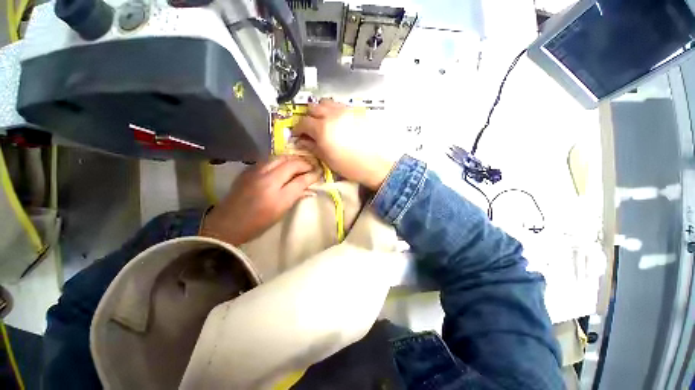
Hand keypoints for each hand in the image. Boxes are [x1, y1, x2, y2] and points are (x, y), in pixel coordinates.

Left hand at [200, 156, 320, 245]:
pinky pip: (269, 159)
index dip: (313, 175)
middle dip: (305, 163)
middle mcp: (268, 181)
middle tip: (312, 166)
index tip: (319, 173)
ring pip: (280, 157)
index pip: (301, 180)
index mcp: (278, 197)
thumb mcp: (281, 212)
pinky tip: (284, 164)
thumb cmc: (257, 224)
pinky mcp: (248, 170)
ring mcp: (256, 173)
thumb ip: (295, 197)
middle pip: (291, 164)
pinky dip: (280, 160)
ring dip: (293, 159)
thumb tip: (308, 188)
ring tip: (300, 163)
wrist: (228, 223)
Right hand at [292, 99, 396, 189]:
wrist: (374, 164)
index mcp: (323, 129)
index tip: (298, 134)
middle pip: (313, 107)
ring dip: (321, 110)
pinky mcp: (357, 111)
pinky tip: (337, 121)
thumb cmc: (349, 166)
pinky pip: (340, 105)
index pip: (303, 122)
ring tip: (323, 122)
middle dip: (308, 117)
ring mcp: (346, 111)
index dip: (298, 128)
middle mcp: (333, 115)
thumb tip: (302, 140)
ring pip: (326, 102)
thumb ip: (312, 146)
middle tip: (310, 128)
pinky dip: (334, 110)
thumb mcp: (327, 159)